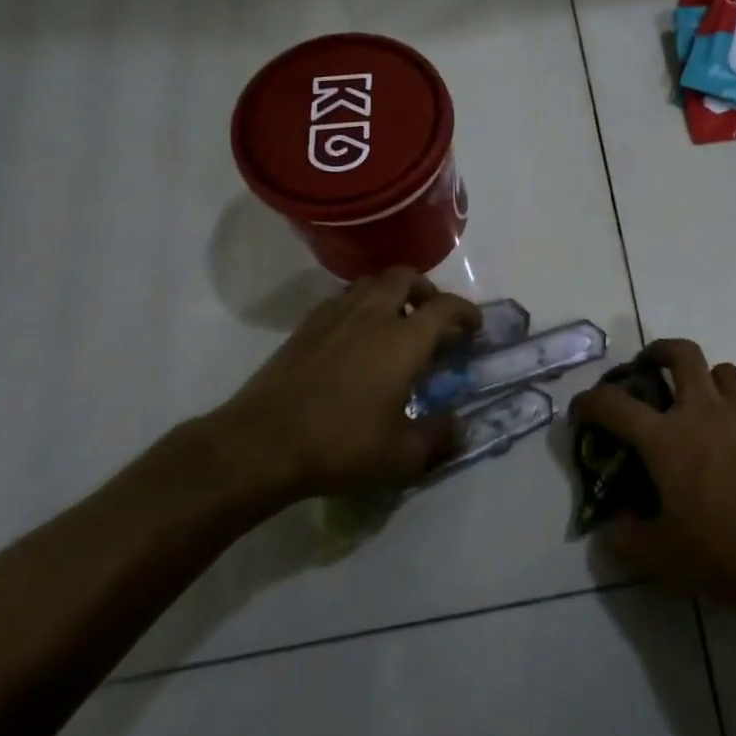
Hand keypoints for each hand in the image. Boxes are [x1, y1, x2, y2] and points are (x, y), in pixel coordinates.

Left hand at [200, 269, 480, 510]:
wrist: (261, 444)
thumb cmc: (340, 446)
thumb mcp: (401, 457)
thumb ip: (438, 437)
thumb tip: (459, 426)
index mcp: (403, 341)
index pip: (445, 307)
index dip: (466, 312)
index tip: (473, 327)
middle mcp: (372, 316)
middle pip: (405, 277)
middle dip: (426, 290)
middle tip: (432, 317)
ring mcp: (334, 317)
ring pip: (370, 283)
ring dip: (392, 294)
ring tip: (396, 324)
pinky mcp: (305, 328)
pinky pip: (342, 300)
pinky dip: (360, 306)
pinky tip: (357, 338)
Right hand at [568, 339, 735, 617]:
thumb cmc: (725, 553)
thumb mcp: (662, 558)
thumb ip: (626, 538)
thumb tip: (614, 526)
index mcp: (667, 438)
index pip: (614, 404)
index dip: (590, 401)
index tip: (582, 408)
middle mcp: (705, 413)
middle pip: (680, 353)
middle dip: (657, 351)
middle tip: (647, 369)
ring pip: (722, 371)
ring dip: (703, 379)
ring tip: (697, 406)